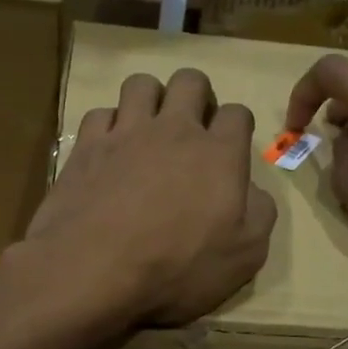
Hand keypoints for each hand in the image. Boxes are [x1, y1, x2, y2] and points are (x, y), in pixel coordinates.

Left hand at [26, 68, 276, 325]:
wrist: (94, 268)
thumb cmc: (177, 267)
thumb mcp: (244, 256)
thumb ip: (259, 214)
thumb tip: (253, 190)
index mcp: (218, 154)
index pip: (237, 114)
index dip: (237, 126)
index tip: (230, 147)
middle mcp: (174, 130)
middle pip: (190, 81)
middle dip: (196, 95)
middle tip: (192, 126)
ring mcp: (126, 132)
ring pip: (141, 84)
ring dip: (150, 99)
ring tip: (148, 127)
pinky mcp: (87, 145)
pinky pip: (100, 113)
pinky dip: (108, 125)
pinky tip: (109, 148)